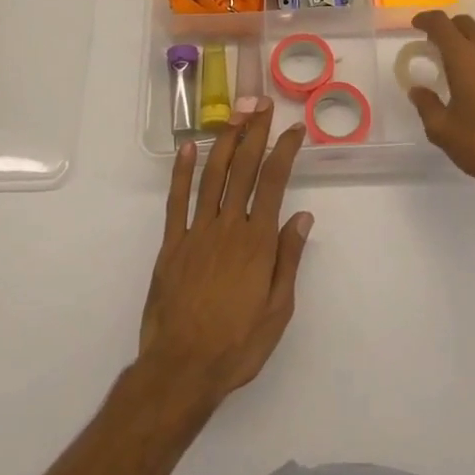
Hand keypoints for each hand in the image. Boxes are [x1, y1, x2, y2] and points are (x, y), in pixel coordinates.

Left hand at [138, 101, 312, 411]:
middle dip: (255, 132)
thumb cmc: (237, 344)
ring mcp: (196, 232)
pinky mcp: (172, 244)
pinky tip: (188, 148)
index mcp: (257, 241)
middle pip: (244, 169)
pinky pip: (177, 200)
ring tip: (235, 114)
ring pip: (213, 176)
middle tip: (263, 103)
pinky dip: (182, 172)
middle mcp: (228, 226)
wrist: (181, 370)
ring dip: (225, 142)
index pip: (274, 182)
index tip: (294, 128)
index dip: (285, 150)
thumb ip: (288, 258)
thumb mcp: (278, 310)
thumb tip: (302, 215)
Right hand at [409, 10, 474, 209]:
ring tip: (468, 60)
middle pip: (468, 22)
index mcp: (465, 58)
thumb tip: (417, 89)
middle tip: (440, 45)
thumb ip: (426, 105)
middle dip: (451, 28)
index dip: (427, 19)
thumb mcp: (443, 131)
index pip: (442, 24)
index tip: (418, 25)